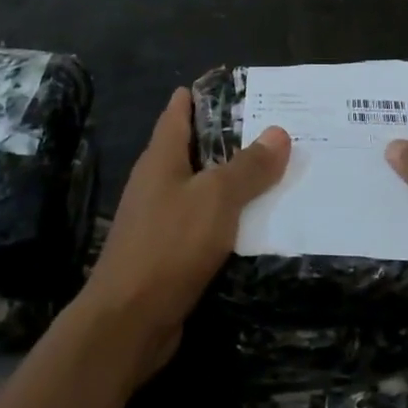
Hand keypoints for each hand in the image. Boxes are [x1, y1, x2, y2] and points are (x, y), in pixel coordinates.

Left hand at [75, 87, 289, 379]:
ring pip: (204, 187)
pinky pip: (206, 222)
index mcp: (161, 158)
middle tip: (277, 127)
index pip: (179, 111)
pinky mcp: (169, 252)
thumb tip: (279, 131)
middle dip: (231, 137)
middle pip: (195, 148)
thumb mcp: (215, 199)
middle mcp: (157, 182)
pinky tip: (259, 222)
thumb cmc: (168, 246)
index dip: (205, 94)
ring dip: (235, 180)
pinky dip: (231, 217)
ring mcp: (161, 218)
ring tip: (279, 171)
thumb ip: (247, 166)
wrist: (128, 322)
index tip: (241, 85)